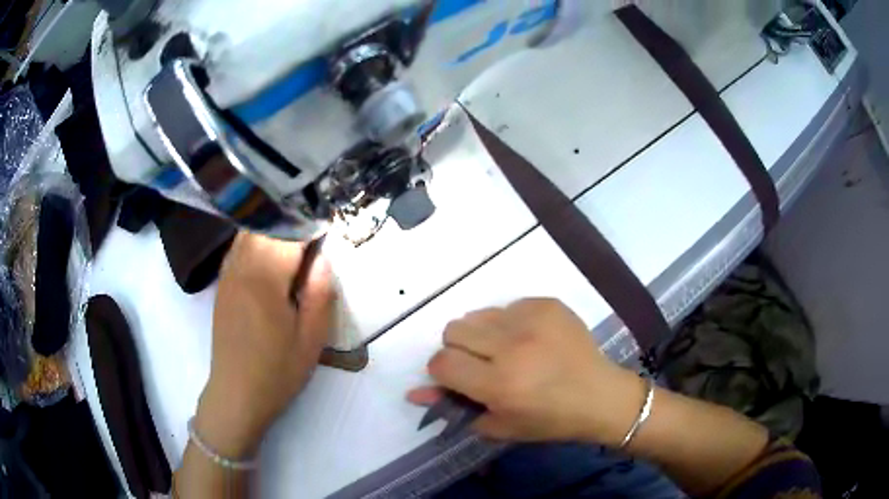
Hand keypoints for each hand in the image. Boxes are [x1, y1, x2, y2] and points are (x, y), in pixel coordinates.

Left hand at [195, 232, 335, 457]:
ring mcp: (228, 273)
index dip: (311, 221)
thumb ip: (320, 293)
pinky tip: (270, 252)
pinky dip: (257, 238)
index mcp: (265, 278)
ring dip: (274, 225)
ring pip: (250, 230)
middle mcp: (242, 266)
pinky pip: (239, 245)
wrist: (236, 393)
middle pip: (266, 223)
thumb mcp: (311, 339)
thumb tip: (323, 257)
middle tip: (315, 228)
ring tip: (296, 235)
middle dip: (293, 218)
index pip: (289, 231)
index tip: (330, 222)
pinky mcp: (222, 283)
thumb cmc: (277, 371)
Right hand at [408, 299, 644, 445]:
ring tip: (508, 351)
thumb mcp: (499, 424)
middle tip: (482, 365)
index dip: (442, 372)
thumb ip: (454, 407)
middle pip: (453, 330)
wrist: (601, 396)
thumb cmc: (550, 420)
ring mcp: (532, 319)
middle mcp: (513, 346)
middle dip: (459, 350)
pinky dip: (509, 323)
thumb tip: (414, 393)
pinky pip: (507, 306)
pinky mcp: (547, 304)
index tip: (458, 379)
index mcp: (500, 383)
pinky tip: (531, 341)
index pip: (442, 363)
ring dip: (483, 335)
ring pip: (477, 315)